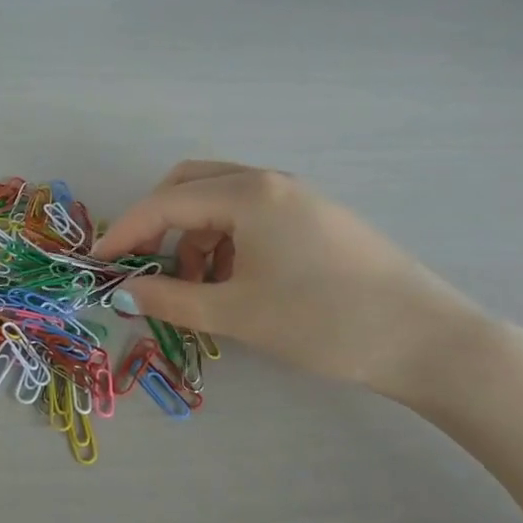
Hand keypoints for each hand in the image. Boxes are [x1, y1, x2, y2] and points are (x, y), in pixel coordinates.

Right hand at [93, 161, 483, 399]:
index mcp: (248, 193)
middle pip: (190, 185)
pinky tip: (230, 283)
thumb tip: (122, 292)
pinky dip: (223, 243)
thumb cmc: (324, 321)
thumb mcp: (237, 313)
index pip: (164, 203)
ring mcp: (297, 198)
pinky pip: (250, 217)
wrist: (427, 341)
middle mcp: (270, 182)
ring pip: (220, 202)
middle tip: (142, 266)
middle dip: (156, 223)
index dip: (124, 233)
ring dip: (191, 237)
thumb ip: (170, 299)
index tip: (96, 263)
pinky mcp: (314, 219)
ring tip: (191, 289)